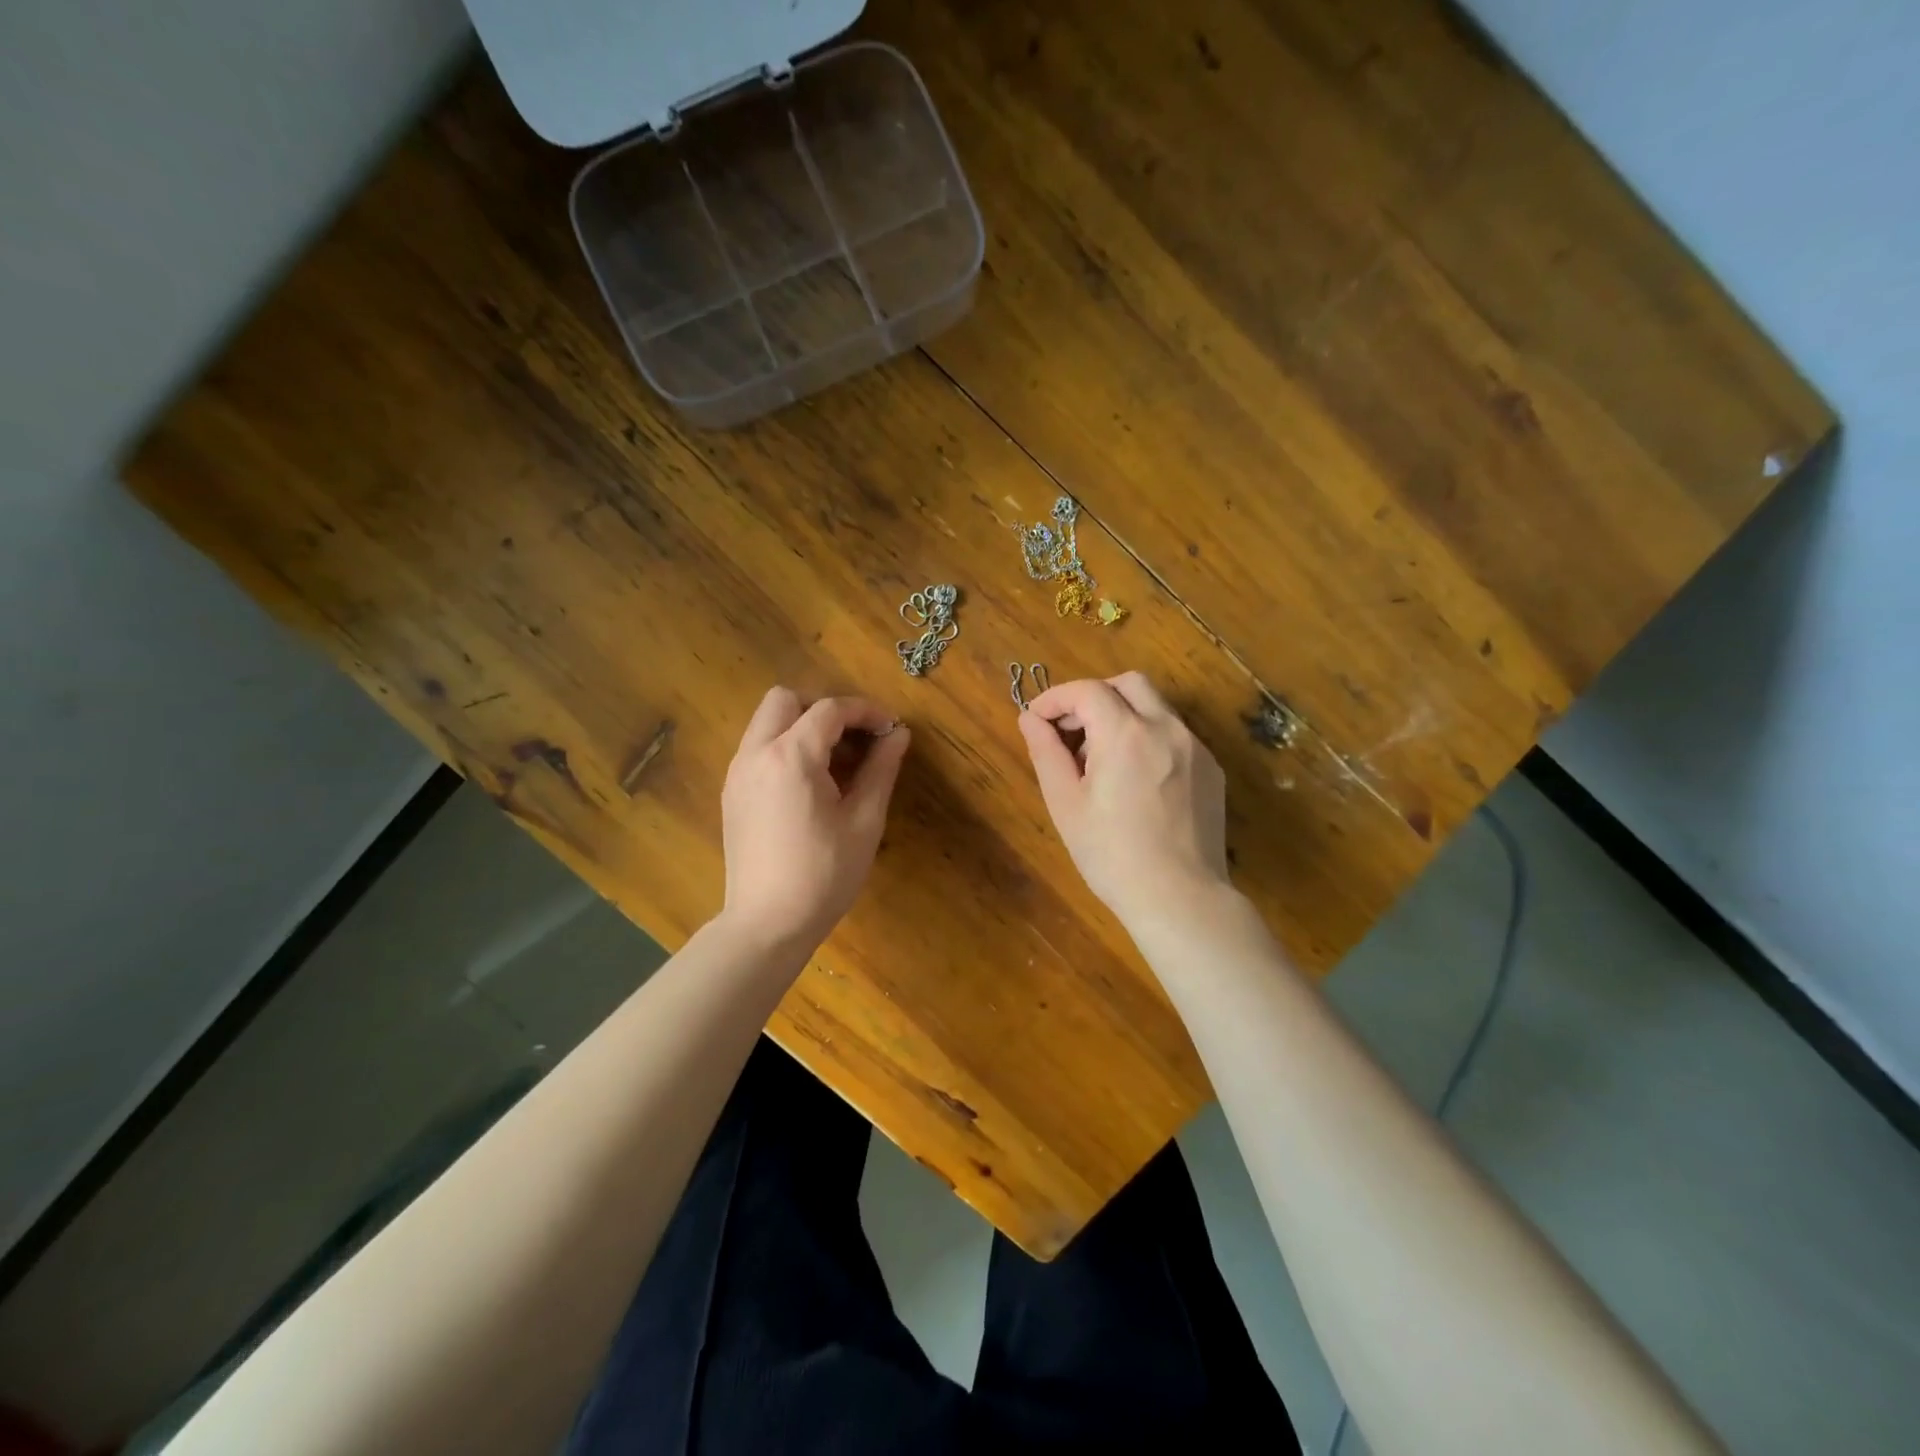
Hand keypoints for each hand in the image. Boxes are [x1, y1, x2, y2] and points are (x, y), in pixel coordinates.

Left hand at [720, 687, 911, 955]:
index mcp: (792, 756)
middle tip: (854, 739)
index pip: (830, 709)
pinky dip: (783, 747)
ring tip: (835, 763)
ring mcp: (737, 773)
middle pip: (785, 699)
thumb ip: (881, 769)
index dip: (865, 711)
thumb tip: (899, 734)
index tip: (890, 728)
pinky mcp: (732, 793)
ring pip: (766, 722)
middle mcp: (756, 753)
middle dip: (823, 708)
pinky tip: (808, 785)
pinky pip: (757, 748)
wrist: (767, 924)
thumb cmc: (824, 874)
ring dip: (801, 726)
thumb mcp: (864, 821)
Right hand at [1017, 672, 1230, 929]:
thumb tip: (1029, 719)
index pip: (1087, 691)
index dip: (1055, 698)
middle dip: (1093, 696)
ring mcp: (1195, 748)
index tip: (1036, 720)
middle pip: (1129, 684)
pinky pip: (1174, 735)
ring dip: (1122, 715)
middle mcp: (1167, 728)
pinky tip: (1134, 780)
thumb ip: (1045, 752)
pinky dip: (1147, 738)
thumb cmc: (1111, 855)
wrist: (1180, 898)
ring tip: (1099, 760)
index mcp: (1126, 734)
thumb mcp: (1065, 804)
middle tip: (1069, 731)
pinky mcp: (1211, 770)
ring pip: (1155, 707)